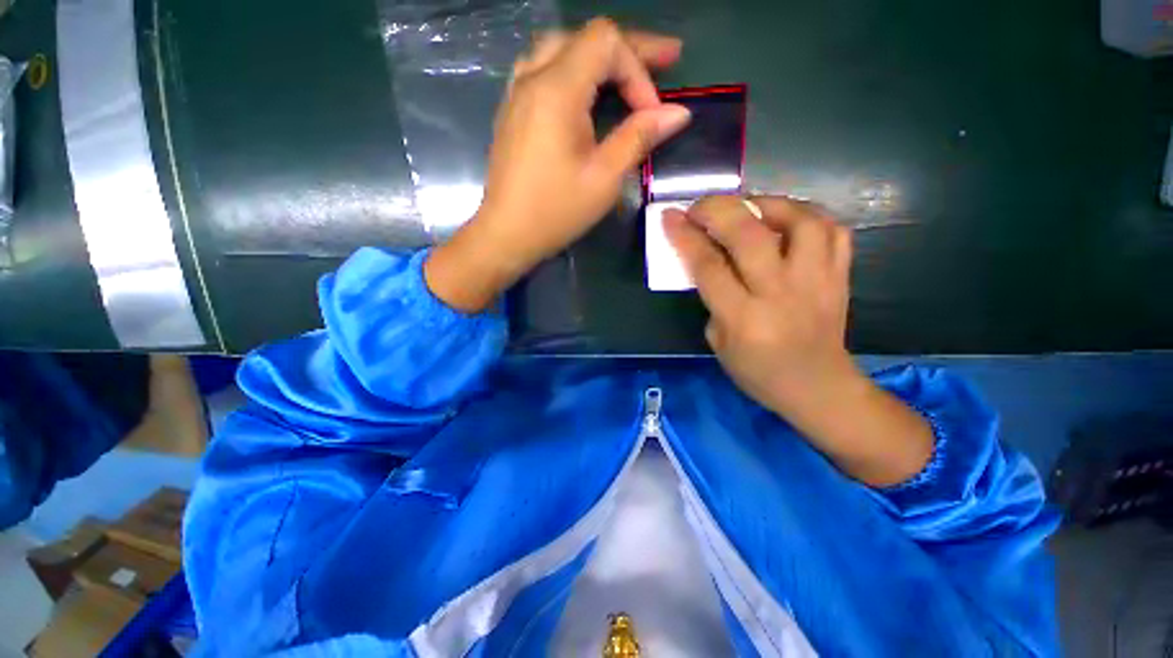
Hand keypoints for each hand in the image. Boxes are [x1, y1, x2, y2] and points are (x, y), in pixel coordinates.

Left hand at [426, 18, 691, 312]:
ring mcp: (517, 92)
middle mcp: (533, 78)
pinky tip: (585, 91)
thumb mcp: (604, 178)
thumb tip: (678, 112)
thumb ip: (639, 137)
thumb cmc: (556, 211)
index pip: (606, 43)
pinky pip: (544, 69)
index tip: (651, 114)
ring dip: (599, 57)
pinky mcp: (512, 110)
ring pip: (563, 48)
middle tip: (665, 61)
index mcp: (556, 90)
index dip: (639, 68)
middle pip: (586, 38)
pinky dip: (574, 70)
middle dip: (629, 50)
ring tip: (627, 75)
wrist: (507, 234)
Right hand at [663, 195, 857, 414]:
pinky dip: (807, 216)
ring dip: (768, 204)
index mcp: (743, 318)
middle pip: (749, 236)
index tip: (670, 216)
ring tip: (748, 207)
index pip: (708, 266)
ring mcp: (817, 281)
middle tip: (701, 206)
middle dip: (718, 210)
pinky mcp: (840, 276)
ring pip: (800, 221)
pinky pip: (832, 230)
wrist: (817, 387)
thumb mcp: (717, 342)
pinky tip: (787, 220)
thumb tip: (708, 260)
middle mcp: (780, 293)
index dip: (686, 237)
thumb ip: (711, 299)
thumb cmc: (757, 372)